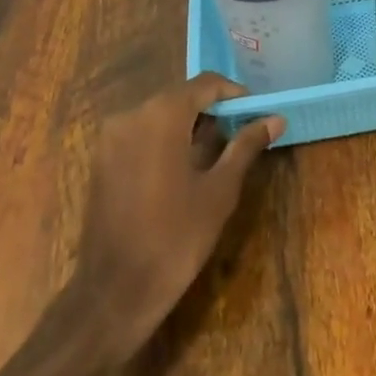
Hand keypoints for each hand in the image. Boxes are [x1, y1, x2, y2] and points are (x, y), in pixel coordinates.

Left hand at [56, 74, 279, 359]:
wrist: (115, 291)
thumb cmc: (176, 237)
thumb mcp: (220, 189)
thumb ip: (245, 146)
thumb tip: (275, 119)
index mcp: (161, 115)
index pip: (205, 84)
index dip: (235, 94)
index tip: (257, 112)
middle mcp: (131, 116)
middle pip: (180, 97)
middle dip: (213, 110)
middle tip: (242, 133)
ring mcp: (110, 139)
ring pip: (159, 116)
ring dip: (189, 126)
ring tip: (218, 152)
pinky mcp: (101, 161)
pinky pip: (140, 135)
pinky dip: (165, 140)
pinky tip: (185, 168)